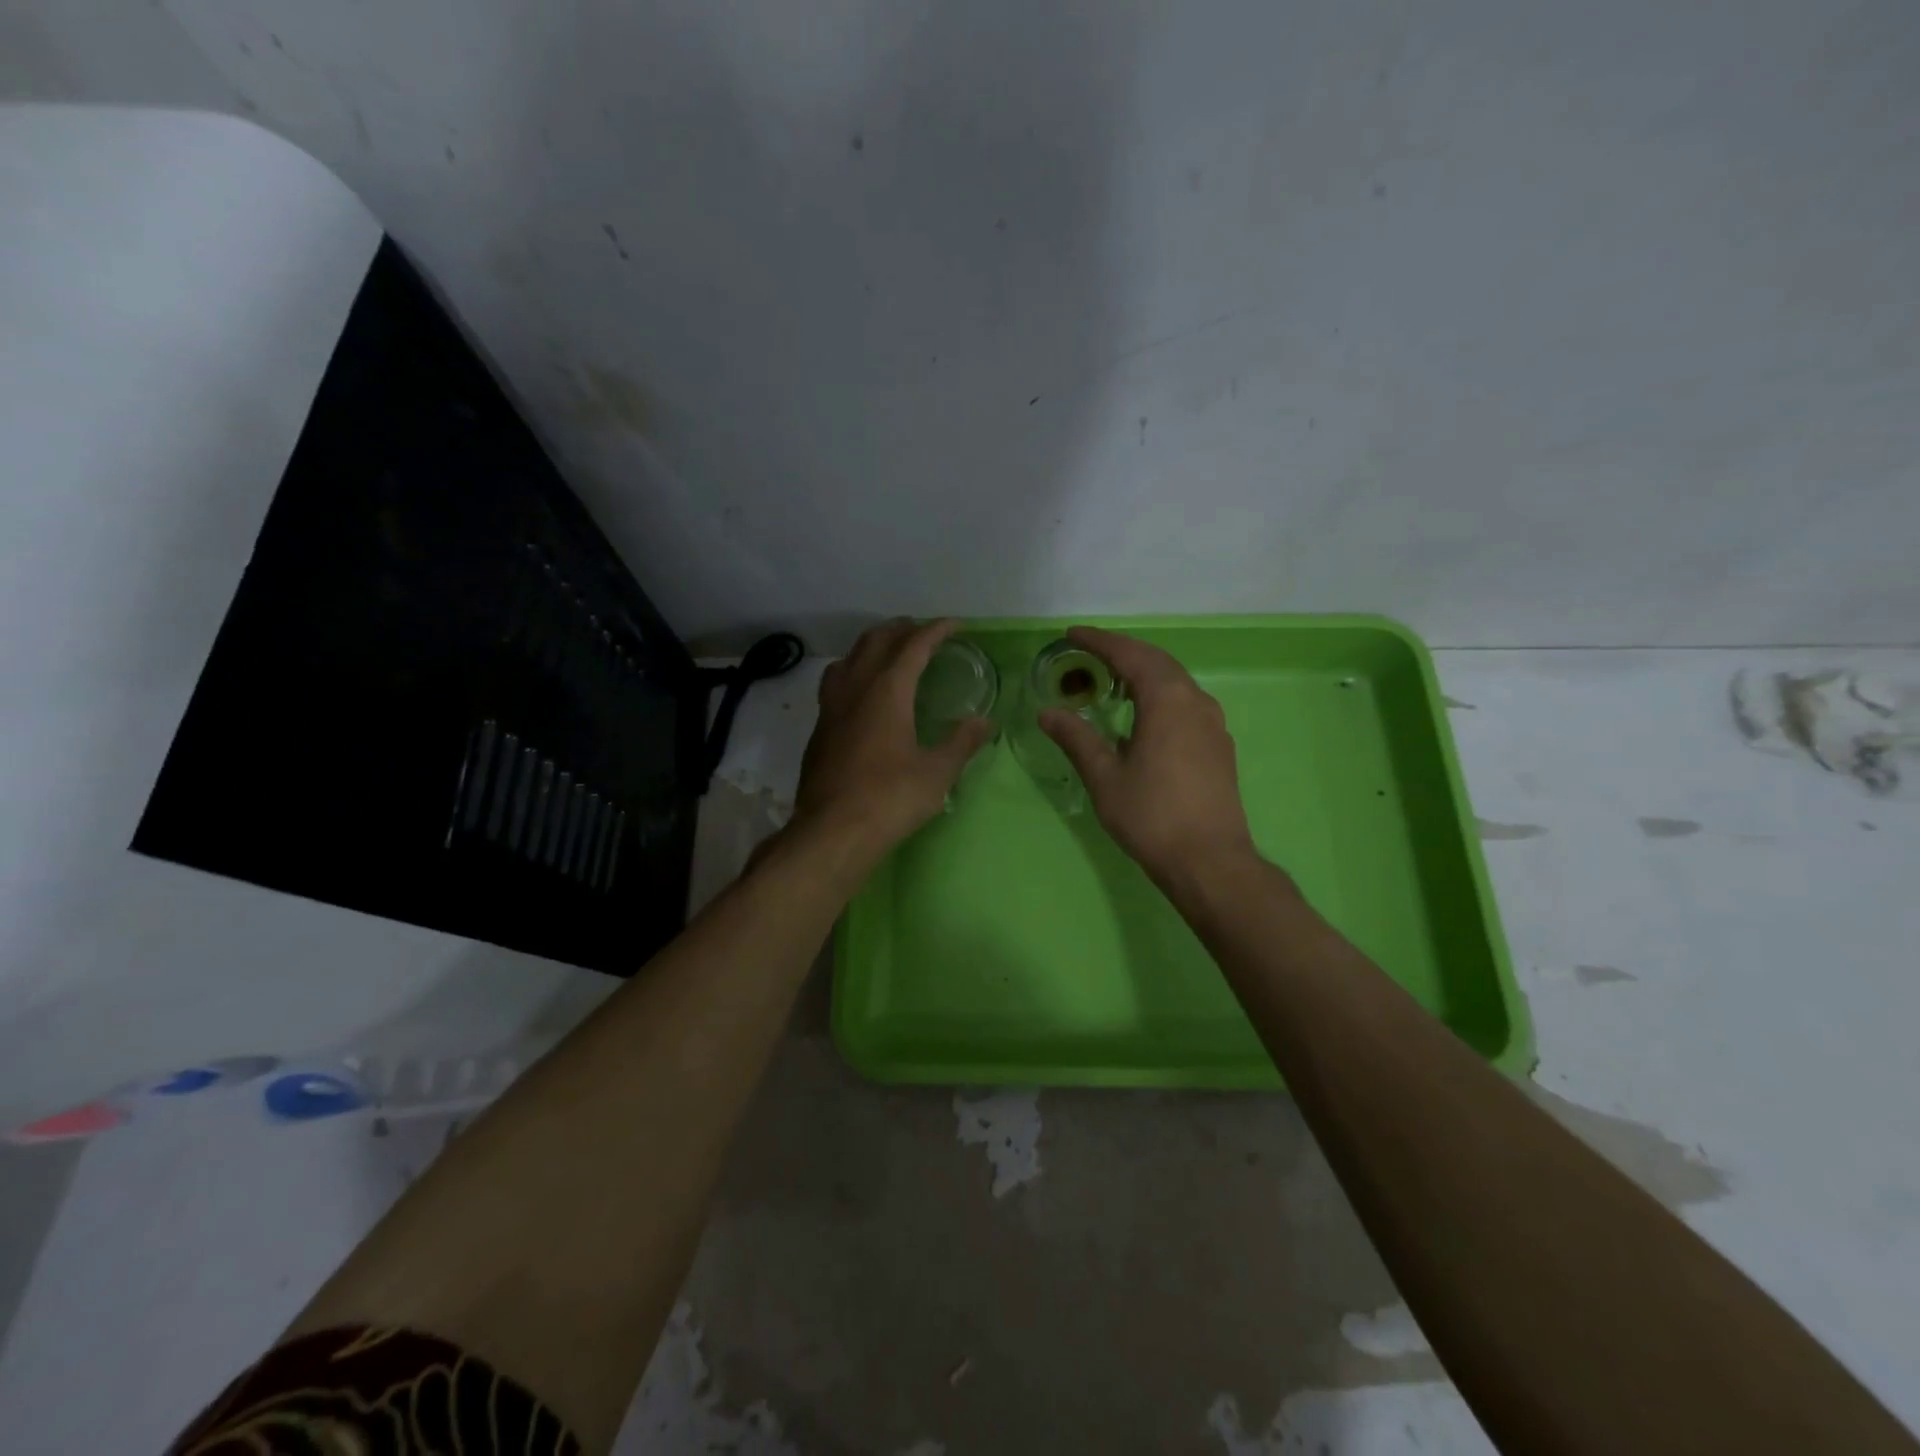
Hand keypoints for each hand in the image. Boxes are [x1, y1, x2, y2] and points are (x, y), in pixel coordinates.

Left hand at [794, 619, 992, 857]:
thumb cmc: (890, 798)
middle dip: (900, 630)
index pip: (913, 647)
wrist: (832, 831)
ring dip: (870, 647)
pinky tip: (861, 695)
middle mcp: (855, 689)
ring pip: (847, 659)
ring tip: (888, 652)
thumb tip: (983, 722)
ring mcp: (831, 709)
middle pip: (874, 642)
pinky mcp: (818, 731)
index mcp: (887, 691)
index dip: (935, 631)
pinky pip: (834, 684)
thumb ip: (961, 742)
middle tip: (921, 632)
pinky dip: (852, 672)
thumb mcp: (937, 773)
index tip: (954, 624)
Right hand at [1040, 626, 1256, 884]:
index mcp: (1168, 700)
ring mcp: (1213, 723)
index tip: (1072, 634)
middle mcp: (1196, 701)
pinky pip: (1185, 701)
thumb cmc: (1152, 816)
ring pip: (1175, 680)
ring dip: (1143, 670)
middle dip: (1122, 651)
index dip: (1099, 641)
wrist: (1210, 861)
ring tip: (1112, 677)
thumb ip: (1077, 738)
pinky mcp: (1218, 744)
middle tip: (1089, 651)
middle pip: (1157, 661)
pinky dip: (1159, 693)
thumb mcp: (1105, 777)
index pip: (1130, 655)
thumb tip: (1048, 713)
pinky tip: (1143, 714)